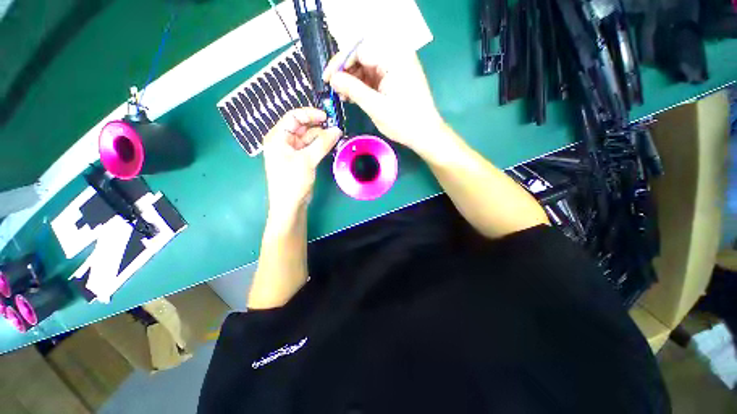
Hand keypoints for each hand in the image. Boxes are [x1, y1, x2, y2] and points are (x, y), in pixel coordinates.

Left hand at [262, 108, 341, 219]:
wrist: (290, 204)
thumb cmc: (292, 181)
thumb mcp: (307, 160)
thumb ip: (322, 144)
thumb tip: (337, 130)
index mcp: (277, 137)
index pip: (293, 117)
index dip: (310, 114)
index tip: (327, 117)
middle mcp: (284, 141)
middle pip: (302, 127)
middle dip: (318, 126)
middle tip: (335, 127)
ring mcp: (292, 151)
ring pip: (308, 137)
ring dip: (321, 137)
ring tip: (336, 136)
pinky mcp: (301, 159)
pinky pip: (311, 147)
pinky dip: (321, 145)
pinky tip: (331, 144)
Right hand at [323, 39, 445, 156]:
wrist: (425, 134)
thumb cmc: (403, 122)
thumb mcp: (375, 107)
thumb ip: (353, 89)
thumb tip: (333, 79)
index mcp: (394, 57)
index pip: (359, 49)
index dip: (340, 63)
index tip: (328, 79)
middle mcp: (396, 56)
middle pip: (363, 56)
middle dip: (347, 73)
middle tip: (335, 90)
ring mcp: (397, 66)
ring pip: (367, 66)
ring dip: (354, 80)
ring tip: (344, 96)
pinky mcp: (396, 77)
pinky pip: (375, 75)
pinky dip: (363, 85)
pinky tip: (355, 96)